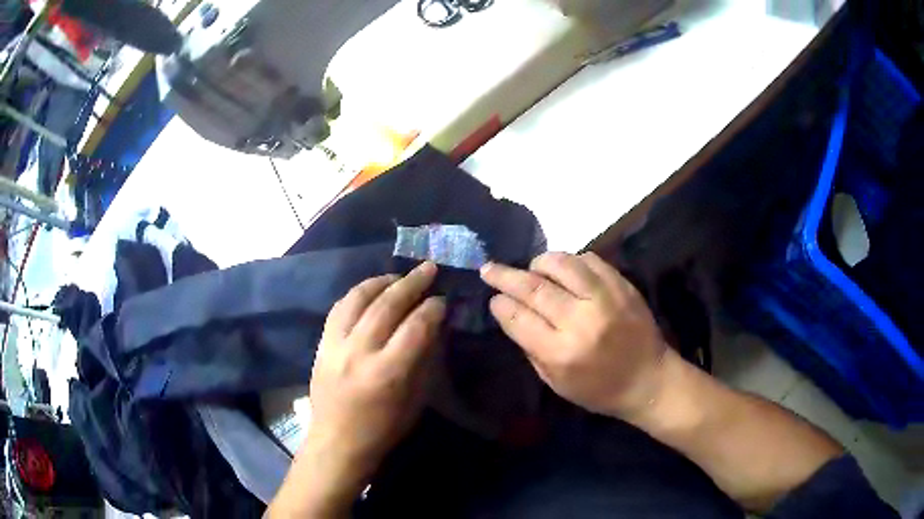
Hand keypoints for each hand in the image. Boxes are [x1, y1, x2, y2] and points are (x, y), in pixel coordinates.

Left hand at [270, 263, 444, 516]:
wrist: (337, 442)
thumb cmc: (383, 428)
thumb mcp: (415, 400)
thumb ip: (425, 359)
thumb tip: (435, 325)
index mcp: (387, 373)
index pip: (415, 327)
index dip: (433, 308)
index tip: (443, 299)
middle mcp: (359, 353)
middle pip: (387, 305)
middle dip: (411, 283)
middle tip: (429, 269)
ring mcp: (335, 345)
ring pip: (358, 299)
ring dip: (382, 281)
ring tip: (399, 276)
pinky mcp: (321, 344)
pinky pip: (339, 308)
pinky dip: (357, 293)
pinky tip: (371, 289)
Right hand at [480, 252, 667, 418]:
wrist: (649, 380)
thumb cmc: (599, 389)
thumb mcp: (556, 383)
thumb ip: (531, 348)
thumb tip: (512, 314)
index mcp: (561, 353)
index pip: (518, 318)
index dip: (500, 304)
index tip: (493, 298)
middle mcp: (581, 321)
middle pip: (533, 287)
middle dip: (505, 276)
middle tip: (489, 269)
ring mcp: (605, 299)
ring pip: (561, 264)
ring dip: (539, 263)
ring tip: (532, 268)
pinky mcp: (622, 286)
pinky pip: (589, 260)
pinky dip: (571, 261)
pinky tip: (566, 271)